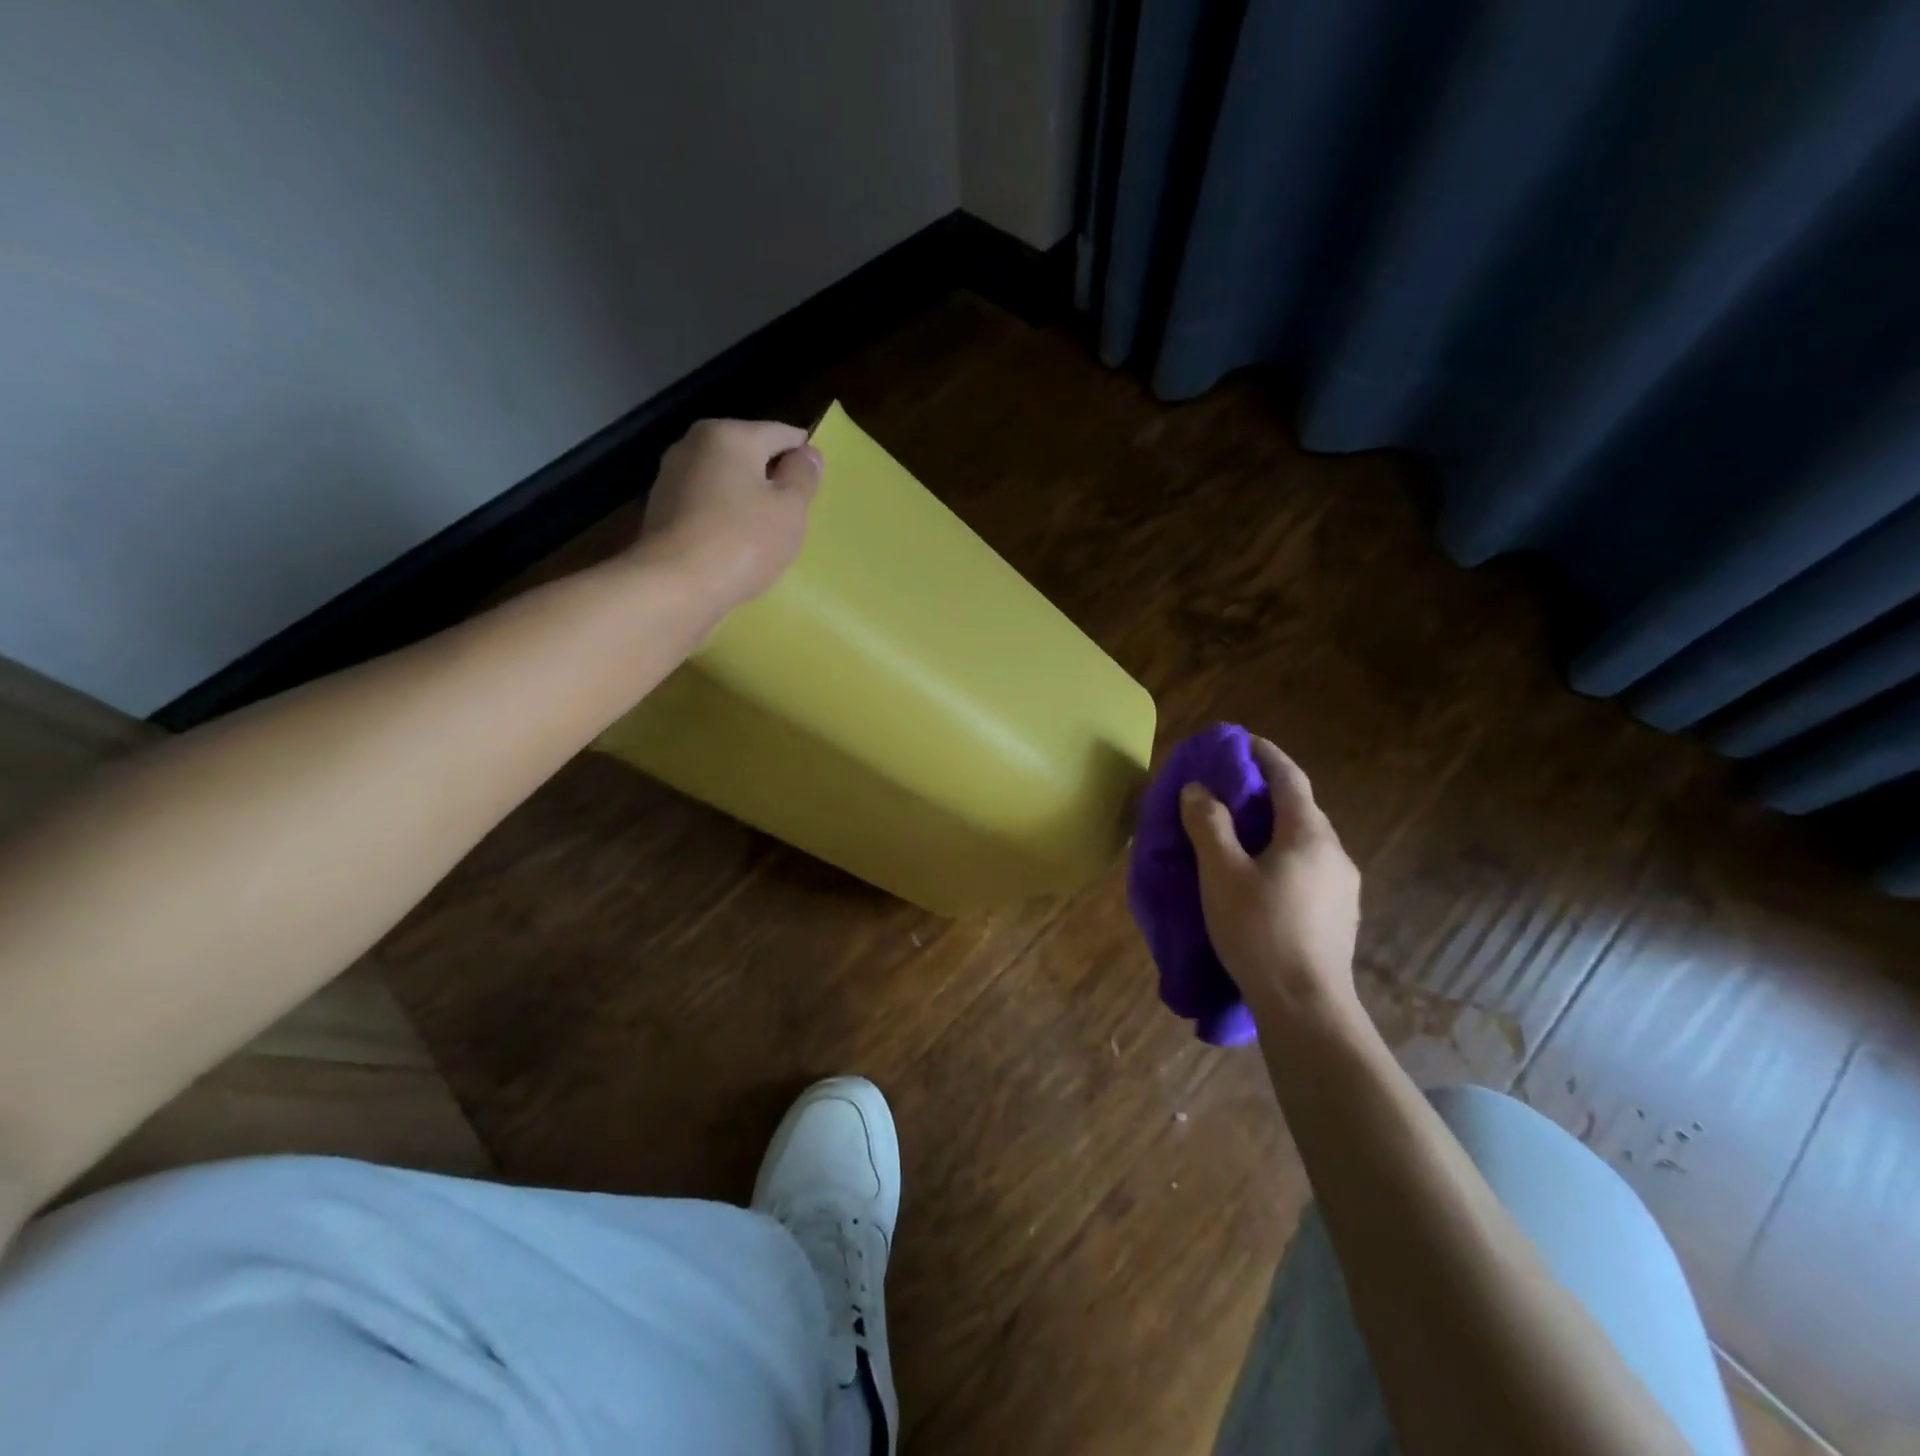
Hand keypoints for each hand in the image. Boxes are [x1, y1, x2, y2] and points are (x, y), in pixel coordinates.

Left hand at [635, 419, 822, 606]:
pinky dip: (724, 517)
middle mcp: (694, 444)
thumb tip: (808, 454)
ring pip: (725, 480)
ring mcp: (671, 477)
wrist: (676, 585)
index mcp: (729, 434)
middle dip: (772, 477)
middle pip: (748, 453)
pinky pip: (706, 504)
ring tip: (765, 532)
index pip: (780, 433)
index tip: (815, 484)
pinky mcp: (661, 510)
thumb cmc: (743, 541)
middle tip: (793, 514)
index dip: (803, 455)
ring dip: (746, 499)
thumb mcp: (790, 509)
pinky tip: (735, 544)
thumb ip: (803, 476)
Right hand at [1179, 736, 1361, 1024]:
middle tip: (1227, 789)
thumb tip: (1198, 789)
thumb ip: (1208, 824)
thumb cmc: (1259, 932)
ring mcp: (1342, 886)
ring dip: (1272, 826)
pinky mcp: (1338, 914)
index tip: (1240, 741)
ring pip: (1303, 840)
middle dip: (1265, 791)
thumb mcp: (1221, 873)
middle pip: (1299, 807)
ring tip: (1237, 834)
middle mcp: (1334, 852)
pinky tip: (1260, 877)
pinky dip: (1281, 855)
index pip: (1288, 777)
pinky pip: (1307, 867)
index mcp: (1308, 834)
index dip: (1264, 754)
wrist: (1306, 1007)